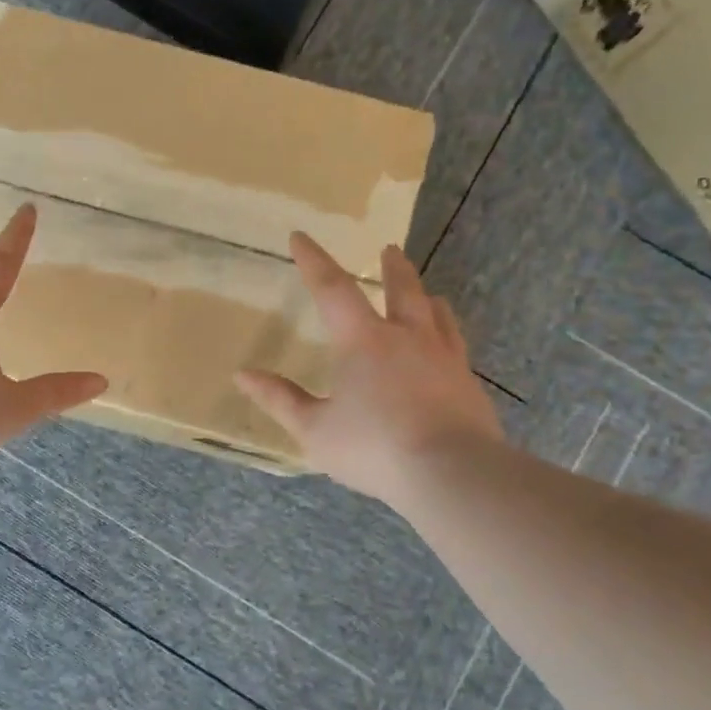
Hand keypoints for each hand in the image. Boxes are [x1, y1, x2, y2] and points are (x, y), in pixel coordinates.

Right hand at [234, 233, 502, 504]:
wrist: (452, 472)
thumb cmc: (373, 447)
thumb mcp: (314, 429)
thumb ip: (280, 400)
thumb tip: (243, 375)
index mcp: (363, 341)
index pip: (332, 288)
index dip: (313, 261)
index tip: (300, 236)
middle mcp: (406, 337)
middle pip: (401, 289)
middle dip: (391, 267)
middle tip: (389, 249)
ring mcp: (444, 357)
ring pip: (436, 313)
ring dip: (424, 296)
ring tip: (426, 293)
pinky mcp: (467, 382)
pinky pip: (455, 344)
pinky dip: (446, 332)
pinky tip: (448, 345)